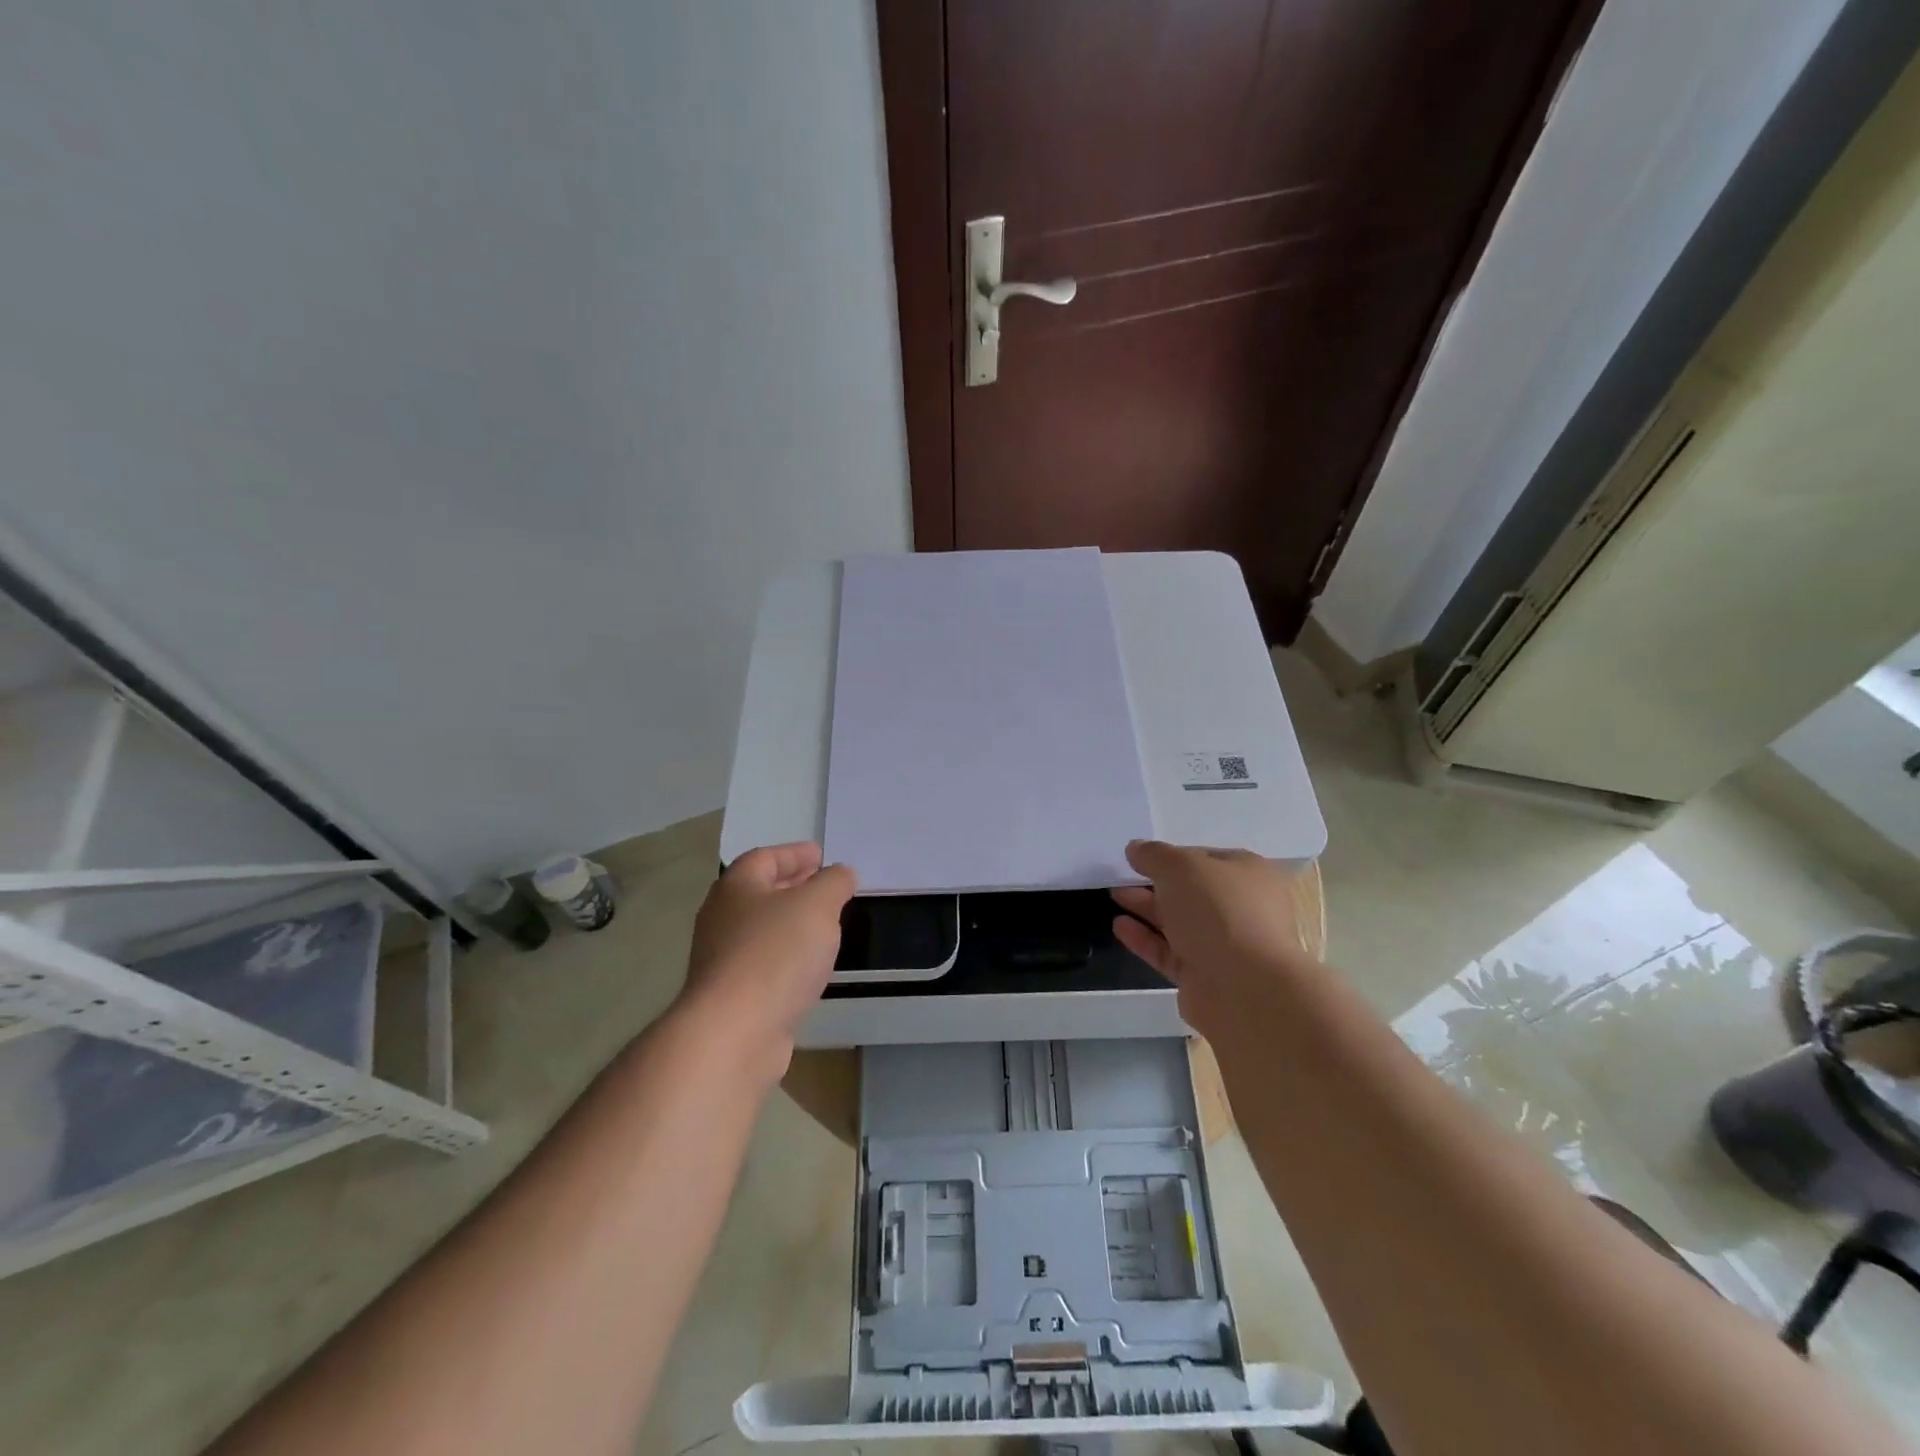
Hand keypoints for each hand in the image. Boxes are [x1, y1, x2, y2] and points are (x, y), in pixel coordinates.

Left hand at [679, 843, 854, 1079]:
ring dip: (790, 923)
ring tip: (823, 924)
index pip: (764, 858)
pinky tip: (807, 966)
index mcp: (736, 887)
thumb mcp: (817, 905)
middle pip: (759, 892)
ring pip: (761, 929)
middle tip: (823, 885)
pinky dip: (786, 956)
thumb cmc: (775, 954)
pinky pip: (763, 963)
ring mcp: (722, 960)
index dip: (793, 854)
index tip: (820, 855)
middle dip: (792, 886)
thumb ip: (833, 883)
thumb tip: (840, 872)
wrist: (734, 1033)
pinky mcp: (731, 996)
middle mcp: (722, 918)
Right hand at [1110, 839, 1316, 1035]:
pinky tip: (1119, 926)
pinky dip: (1146, 938)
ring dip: (1147, 908)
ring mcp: (1225, 945)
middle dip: (1156, 883)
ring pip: (1180, 922)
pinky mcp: (1205, 976)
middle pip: (1192, 891)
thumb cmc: (1218, 912)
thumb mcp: (1181, 867)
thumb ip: (1154, 855)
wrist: (1245, 989)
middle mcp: (1242, 909)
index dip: (1173, 855)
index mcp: (1250, 875)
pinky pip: (1170, 951)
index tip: (1141, 856)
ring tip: (1114, 896)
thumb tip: (1136, 849)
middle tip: (1122, 876)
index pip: (1207, 858)